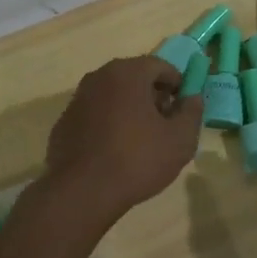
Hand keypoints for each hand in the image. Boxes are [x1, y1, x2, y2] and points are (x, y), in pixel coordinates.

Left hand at [42, 56, 201, 222]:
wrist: (83, 192)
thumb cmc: (138, 159)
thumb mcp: (181, 139)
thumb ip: (192, 112)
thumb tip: (192, 97)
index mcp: (127, 73)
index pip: (160, 65)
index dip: (177, 84)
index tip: (183, 107)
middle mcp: (98, 77)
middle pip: (134, 78)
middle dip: (153, 96)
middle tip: (165, 124)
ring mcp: (77, 100)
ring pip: (113, 96)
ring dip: (130, 110)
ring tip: (142, 140)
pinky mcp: (64, 123)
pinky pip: (95, 115)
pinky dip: (109, 124)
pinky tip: (115, 152)